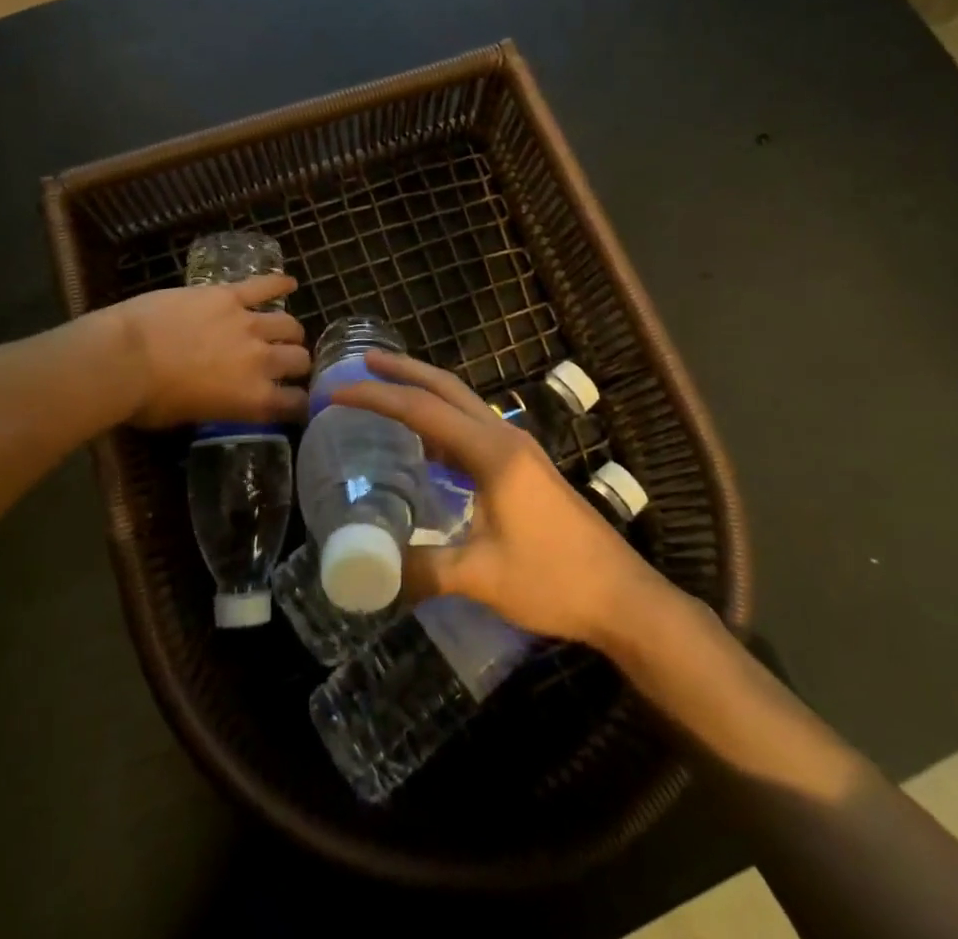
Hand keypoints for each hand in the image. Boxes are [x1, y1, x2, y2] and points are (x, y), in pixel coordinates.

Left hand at [104, 274, 309, 428]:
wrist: (125, 357)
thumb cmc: (147, 400)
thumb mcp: (188, 417)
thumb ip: (219, 405)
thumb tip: (222, 397)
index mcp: (252, 399)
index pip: (294, 403)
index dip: (299, 402)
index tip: (295, 401)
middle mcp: (261, 361)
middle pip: (298, 359)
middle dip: (297, 364)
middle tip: (286, 363)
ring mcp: (248, 324)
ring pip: (288, 325)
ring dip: (289, 331)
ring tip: (286, 331)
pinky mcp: (229, 295)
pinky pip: (263, 286)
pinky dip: (279, 283)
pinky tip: (289, 282)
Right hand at [333, 351, 686, 647]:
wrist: (621, 595)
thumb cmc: (553, 579)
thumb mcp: (481, 577)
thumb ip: (422, 569)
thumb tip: (371, 569)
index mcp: (491, 452)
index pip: (422, 410)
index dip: (377, 397)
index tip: (337, 392)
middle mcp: (503, 437)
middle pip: (446, 388)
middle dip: (403, 370)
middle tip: (363, 362)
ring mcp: (517, 449)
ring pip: (462, 404)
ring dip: (425, 391)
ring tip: (387, 390)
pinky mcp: (524, 467)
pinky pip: (473, 428)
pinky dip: (442, 421)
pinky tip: (426, 445)